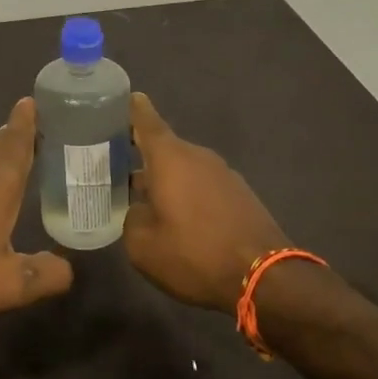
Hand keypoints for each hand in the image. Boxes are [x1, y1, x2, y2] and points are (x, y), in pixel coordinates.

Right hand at [124, 93, 290, 312]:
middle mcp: (198, 156)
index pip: (145, 119)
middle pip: (163, 148)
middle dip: (139, 157)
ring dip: (164, 180)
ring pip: (183, 169)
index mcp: (170, 158)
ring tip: (143, 200)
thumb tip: (139, 211)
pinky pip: (203, 185)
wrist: (264, 277)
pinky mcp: (240, 194)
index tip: (117, 101)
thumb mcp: (143, 245)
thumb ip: (131, 218)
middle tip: (114, 170)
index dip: (130, 109)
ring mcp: (223, 174)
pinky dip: (186, 194)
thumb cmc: (194, 254)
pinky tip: (178, 220)